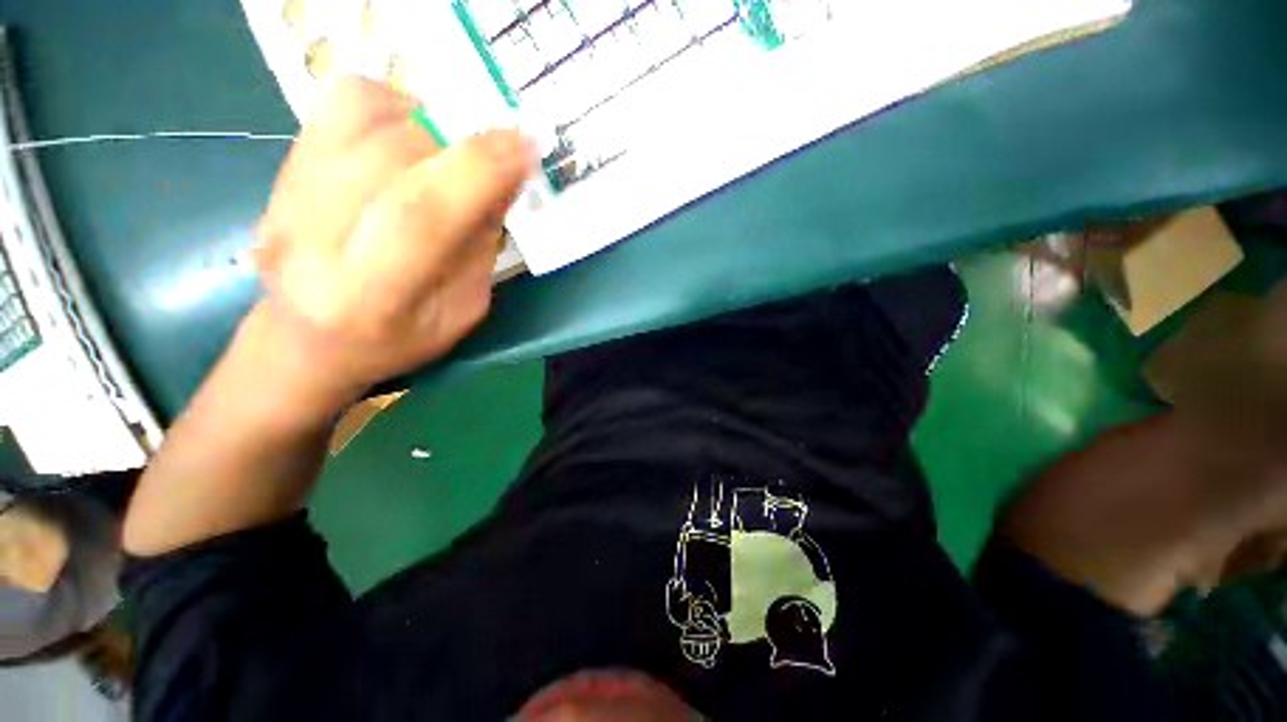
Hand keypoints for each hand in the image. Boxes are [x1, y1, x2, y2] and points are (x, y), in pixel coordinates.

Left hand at [253, 76, 534, 398]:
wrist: (304, 339)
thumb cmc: (397, 339)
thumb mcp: (462, 310)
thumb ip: (481, 248)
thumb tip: (503, 180)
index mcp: (369, 295)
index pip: (422, 215)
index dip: (479, 171)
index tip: (525, 145)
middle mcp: (314, 238)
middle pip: (392, 154)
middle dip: (462, 143)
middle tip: (500, 153)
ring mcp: (286, 195)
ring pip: (363, 115)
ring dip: (429, 123)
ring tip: (451, 153)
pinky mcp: (278, 169)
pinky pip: (339, 104)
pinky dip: (390, 106)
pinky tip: (410, 138)